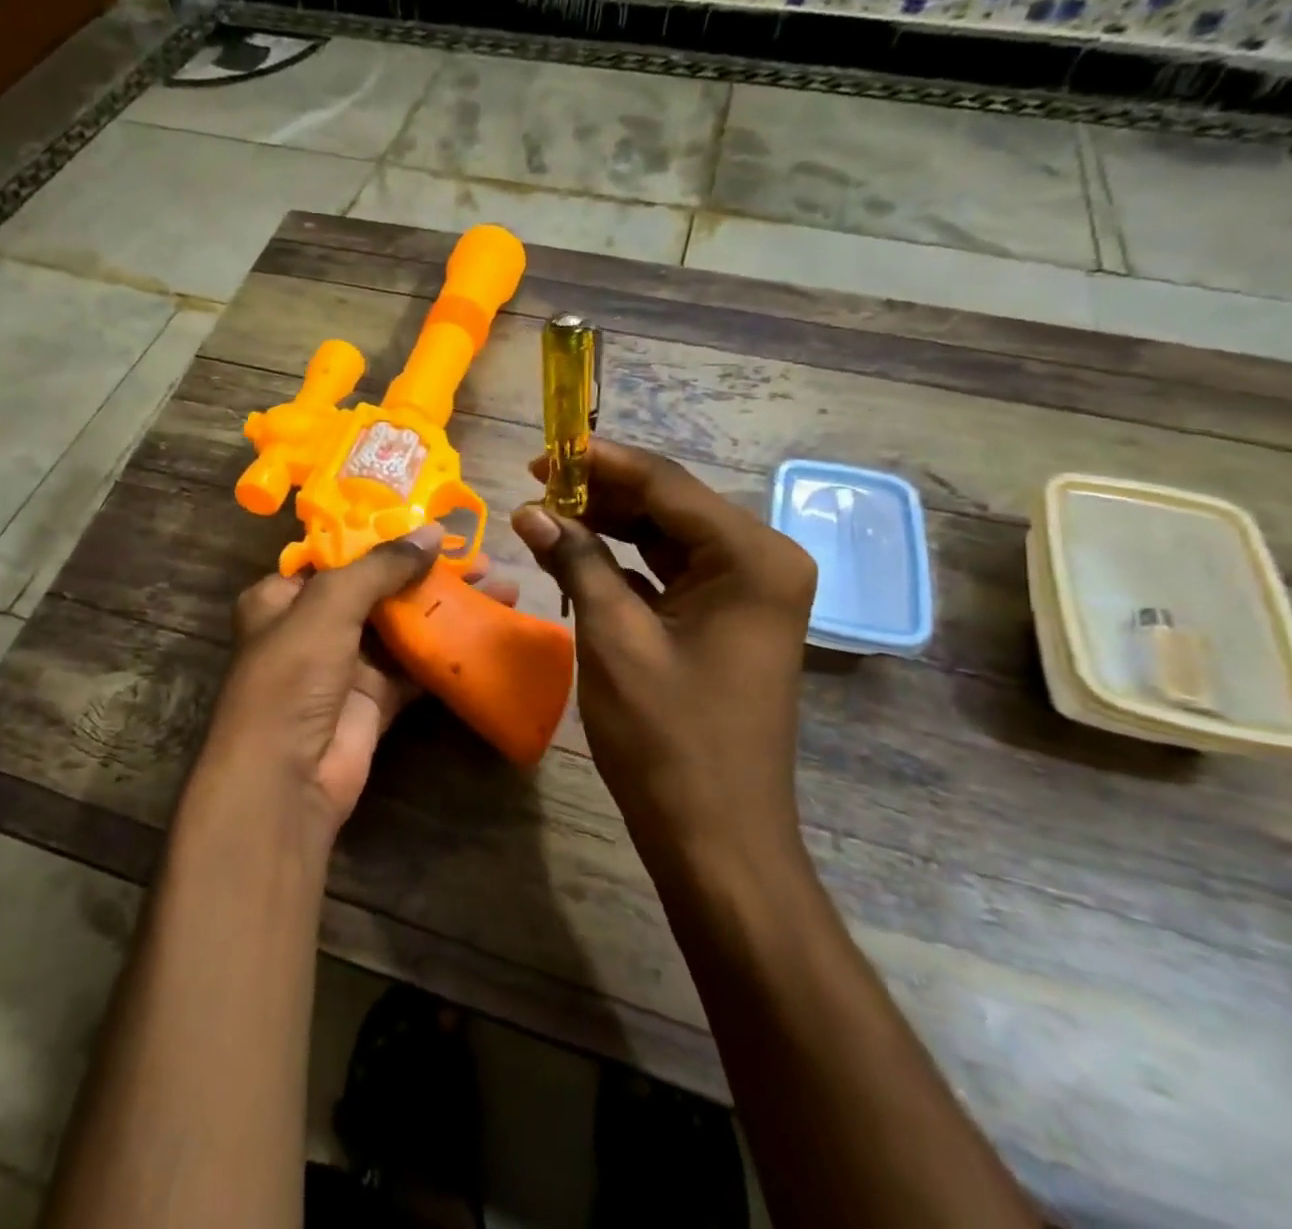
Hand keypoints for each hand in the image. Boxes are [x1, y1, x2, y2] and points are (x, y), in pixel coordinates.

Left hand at [200, 526, 518, 841]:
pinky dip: (446, 648)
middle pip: (377, 590)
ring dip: (444, 607)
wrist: (286, 778)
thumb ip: (380, 567)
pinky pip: (414, 666)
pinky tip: (485, 629)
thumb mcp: (328, 606)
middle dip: (427, 573)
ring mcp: (345, 665)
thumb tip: (433, 531)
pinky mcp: (375, 700)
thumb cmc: (293, 675)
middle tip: (479, 557)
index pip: (338, 557)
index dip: (384, 540)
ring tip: (497, 585)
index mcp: (282, 598)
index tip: (432, 525)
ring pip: (402, 626)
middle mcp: (312, 627)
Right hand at [510, 440, 816, 875]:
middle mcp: (761, 562)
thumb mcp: (613, 638)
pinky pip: (670, 574)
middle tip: (534, 488)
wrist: (718, 839)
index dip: (599, 462)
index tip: (541, 453)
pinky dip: (624, 564)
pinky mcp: (727, 620)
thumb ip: (577, 562)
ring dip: (609, 526)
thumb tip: (530, 511)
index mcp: (751, 557)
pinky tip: (576, 557)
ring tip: (545, 516)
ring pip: (666, 537)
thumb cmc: (669, 739)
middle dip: (601, 494)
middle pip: (669, 505)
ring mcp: (748, 593)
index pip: (666, 483)